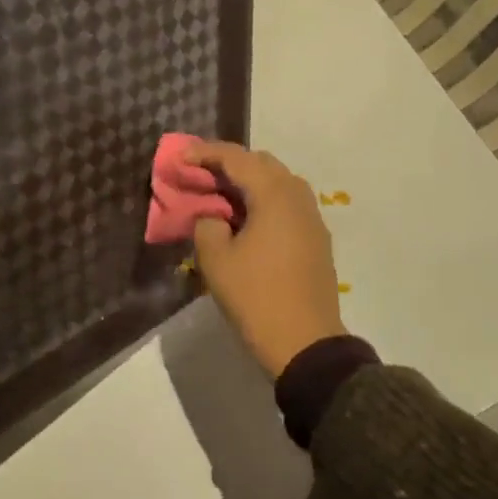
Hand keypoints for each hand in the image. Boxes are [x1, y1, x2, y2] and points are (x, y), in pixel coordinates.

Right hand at [186, 142, 345, 378]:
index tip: (181, 157)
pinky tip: (246, 218)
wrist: (307, 345)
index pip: (236, 158)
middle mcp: (297, 195)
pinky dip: (264, 199)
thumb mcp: (216, 259)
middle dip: (228, 163)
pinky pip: (287, 202)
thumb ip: (207, 223)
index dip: (205, 153)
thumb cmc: (256, 297)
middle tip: (200, 175)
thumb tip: (214, 215)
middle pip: (260, 163)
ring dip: (248, 181)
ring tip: (221, 195)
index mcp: (273, 194)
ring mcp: (311, 217)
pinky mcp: (316, 237)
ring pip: (277, 181)